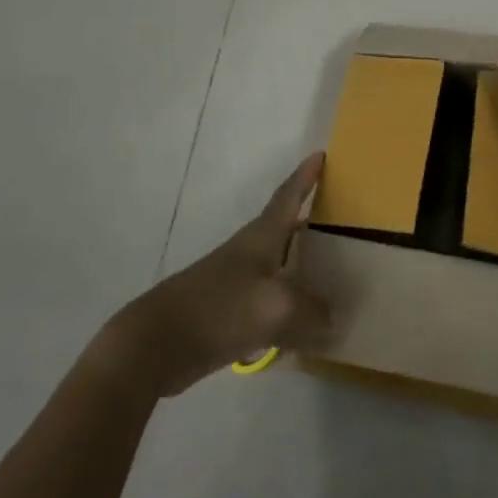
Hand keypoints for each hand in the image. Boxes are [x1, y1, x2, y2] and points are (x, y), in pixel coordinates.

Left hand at [98, 153, 330, 397]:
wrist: (157, 343)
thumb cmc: (219, 309)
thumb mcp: (277, 308)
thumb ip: (311, 311)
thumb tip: (330, 319)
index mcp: (261, 238)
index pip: (288, 197)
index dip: (305, 176)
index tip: (320, 154)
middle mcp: (250, 253)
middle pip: (284, 229)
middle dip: (308, 221)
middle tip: (339, 219)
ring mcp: (235, 283)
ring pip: (278, 267)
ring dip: (300, 266)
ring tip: (328, 274)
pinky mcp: (227, 314)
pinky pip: (269, 303)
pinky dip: (288, 307)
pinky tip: (301, 326)